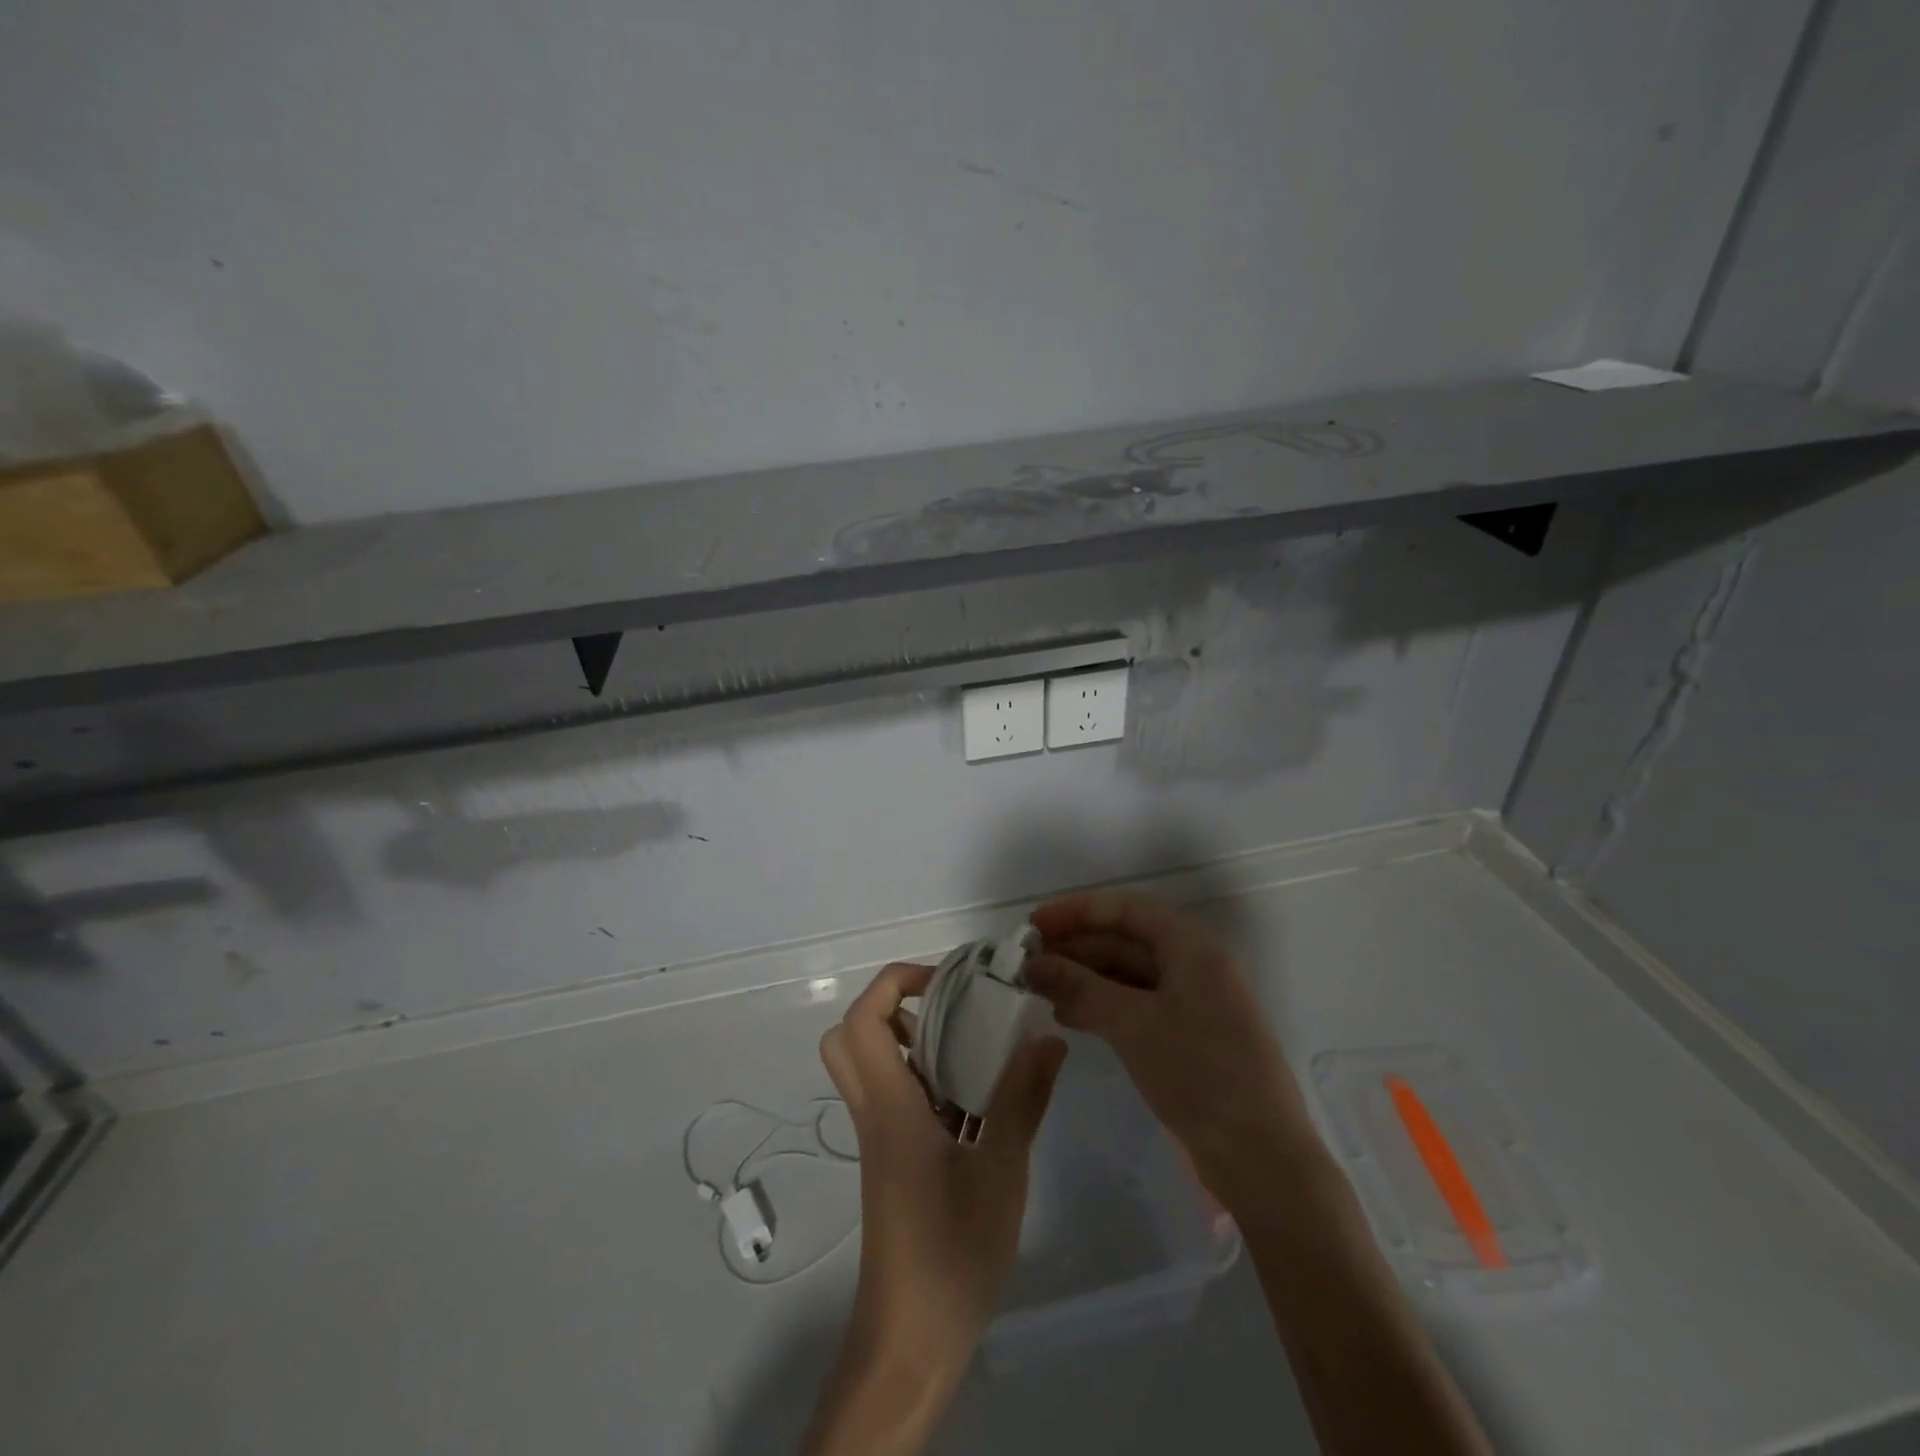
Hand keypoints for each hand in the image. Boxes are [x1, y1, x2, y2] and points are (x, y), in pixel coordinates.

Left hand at [805, 962, 1065, 1455]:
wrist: (911, 1340)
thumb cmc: (952, 1252)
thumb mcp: (1001, 1172)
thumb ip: (1022, 1100)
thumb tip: (1048, 1039)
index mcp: (889, 1107)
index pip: (861, 1021)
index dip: (895, 983)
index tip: (946, 984)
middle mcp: (874, 1113)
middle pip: (850, 1036)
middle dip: (893, 1006)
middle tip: (948, 1011)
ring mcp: (879, 1138)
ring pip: (870, 1066)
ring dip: (911, 1042)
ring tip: (972, 1047)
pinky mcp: (892, 1159)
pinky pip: (895, 1097)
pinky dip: (925, 1079)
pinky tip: (975, 1100)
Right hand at [1025, 890, 1317, 1209]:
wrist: (1261, 1157)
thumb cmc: (1198, 1074)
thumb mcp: (1132, 1024)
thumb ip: (1080, 987)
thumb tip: (1033, 964)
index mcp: (1191, 947)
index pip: (1126, 909)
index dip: (1077, 911)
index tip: (1034, 924)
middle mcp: (1194, 966)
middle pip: (1126, 939)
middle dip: (1077, 946)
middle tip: (1028, 961)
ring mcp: (1193, 1002)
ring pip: (1129, 974)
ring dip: (1085, 978)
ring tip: (1040, 989)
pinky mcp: (1188, 1036)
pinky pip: (1137, 1005)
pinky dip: (1103, 1005)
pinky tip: (1069, 1017)